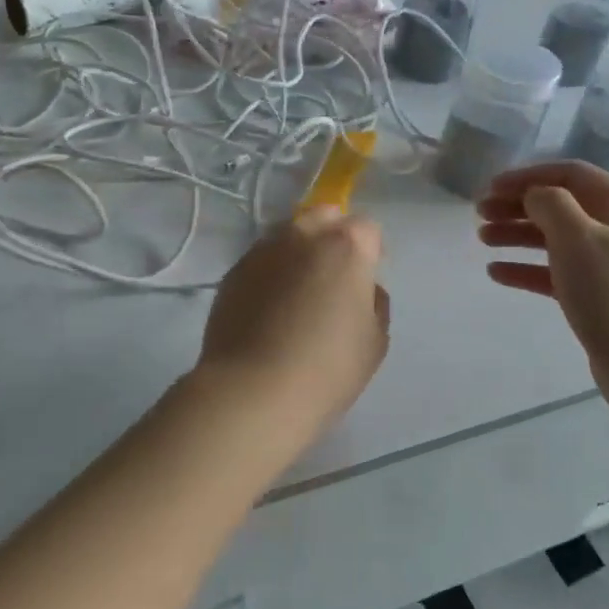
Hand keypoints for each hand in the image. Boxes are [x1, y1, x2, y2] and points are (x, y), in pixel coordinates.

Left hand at [198, 207, 390, 436]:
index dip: (371, 251)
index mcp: (346, 245)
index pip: (367, 228)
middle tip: (333, 277)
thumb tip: (363, 289)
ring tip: (297, 293)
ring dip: (298, 252)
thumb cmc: (327, 368)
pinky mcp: (233, 271)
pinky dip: (270, 274)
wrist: (253, 391)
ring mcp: (263, 250)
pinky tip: (269, 308)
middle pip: (323, 217)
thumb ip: (375, 303)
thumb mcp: (375, 341)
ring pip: (288, 236)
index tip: (366, 280)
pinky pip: (261, 261)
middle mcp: (303, 234)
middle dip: (332, 236)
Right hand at [477, 162, 608, 408]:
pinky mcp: (597, 297)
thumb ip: (550, 203)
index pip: (570, 174)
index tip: (490, 187)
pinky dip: (526, 268)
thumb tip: (534, 196)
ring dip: (518, 235)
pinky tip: (497, 273)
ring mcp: (608, 265)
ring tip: (482, 239)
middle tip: (479, 214)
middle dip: (518, 206)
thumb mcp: (577, 236)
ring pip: (555, 239)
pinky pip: (555, 273)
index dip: (527, 176)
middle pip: (561, 206)